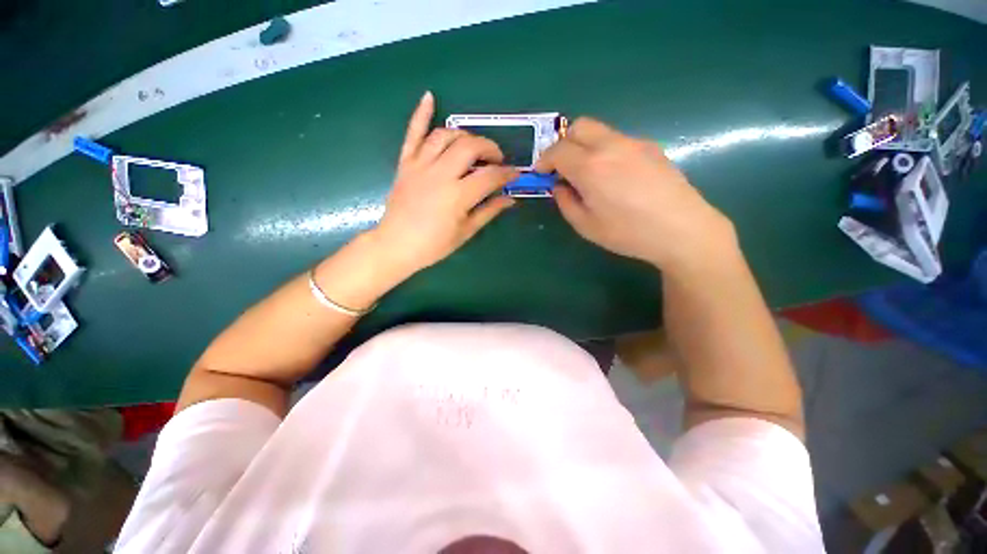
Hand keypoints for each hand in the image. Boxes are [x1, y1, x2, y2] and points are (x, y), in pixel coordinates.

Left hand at [371, 92, 517, 275]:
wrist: (396, 245)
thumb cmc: (433, 245)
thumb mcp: (466, 232)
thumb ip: (488, 211)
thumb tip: (510, 199)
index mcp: (457, 195)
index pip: (490, 175)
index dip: (507, 173)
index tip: (515, 175)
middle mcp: (440, 173)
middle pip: (470, 146)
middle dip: (490, 148)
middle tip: (496, 160)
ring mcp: (420, 165)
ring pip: (446, 135)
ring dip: (465, 136)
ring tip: (473, 147)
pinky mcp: (405, 163)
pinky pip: (412, 133)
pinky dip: (420, 114)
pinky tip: (429, 96)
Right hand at [535, 118, 736, 273]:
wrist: (682, 229)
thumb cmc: (628, 233)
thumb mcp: (586, 226)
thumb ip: (566, 202)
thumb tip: (560, 186)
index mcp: (590, 167)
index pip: (557, 150)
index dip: (544, 161)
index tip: (541, 174)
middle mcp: (610, 146)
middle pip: (578, 127)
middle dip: (563, 144)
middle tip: (562, 168)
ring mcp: (633, 142)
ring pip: (599, 131)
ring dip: (584, 146)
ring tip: (588, 173)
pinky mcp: (650, 147)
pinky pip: (617, 139)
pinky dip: (604, 150)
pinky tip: (613, 175)